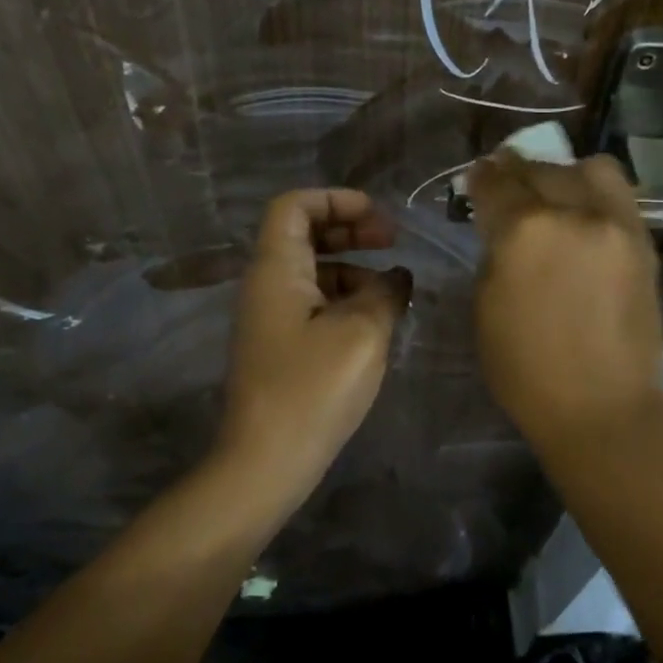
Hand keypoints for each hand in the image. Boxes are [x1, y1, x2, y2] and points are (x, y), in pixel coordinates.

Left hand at [218, 189, 411, 505]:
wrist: (267, 462)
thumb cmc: (313, 389)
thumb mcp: (363, 333)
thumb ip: (385, 293)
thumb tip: (397, 276)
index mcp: (276, 269)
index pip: (294, 205)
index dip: (337, 200)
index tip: (379, 218)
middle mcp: (266, 285)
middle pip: (304, 235)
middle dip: (351, 230)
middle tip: (393, 241)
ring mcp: (271, 319)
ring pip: (312, 271)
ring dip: (353, 268)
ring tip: (394, 289)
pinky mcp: (281, 347)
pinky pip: (314, 304)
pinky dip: (345, 299)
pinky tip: (377, 321)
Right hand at [466, 151, 662, 455]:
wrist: (603, 409)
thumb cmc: (528, 372)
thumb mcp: (486, 308)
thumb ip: (495, 255)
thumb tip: (502, 229)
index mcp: (525, 231)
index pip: (497, 183)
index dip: (482, 177)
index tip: (477, 177)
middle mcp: (575, 213)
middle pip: (542, 169)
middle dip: (518, 171)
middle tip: (507, 183)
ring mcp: (617, 225)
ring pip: (590, 169)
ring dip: (565, 175)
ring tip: (554, 196)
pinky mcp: (644, 243)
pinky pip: (618, 197)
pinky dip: (595, 196)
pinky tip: (583, 219)